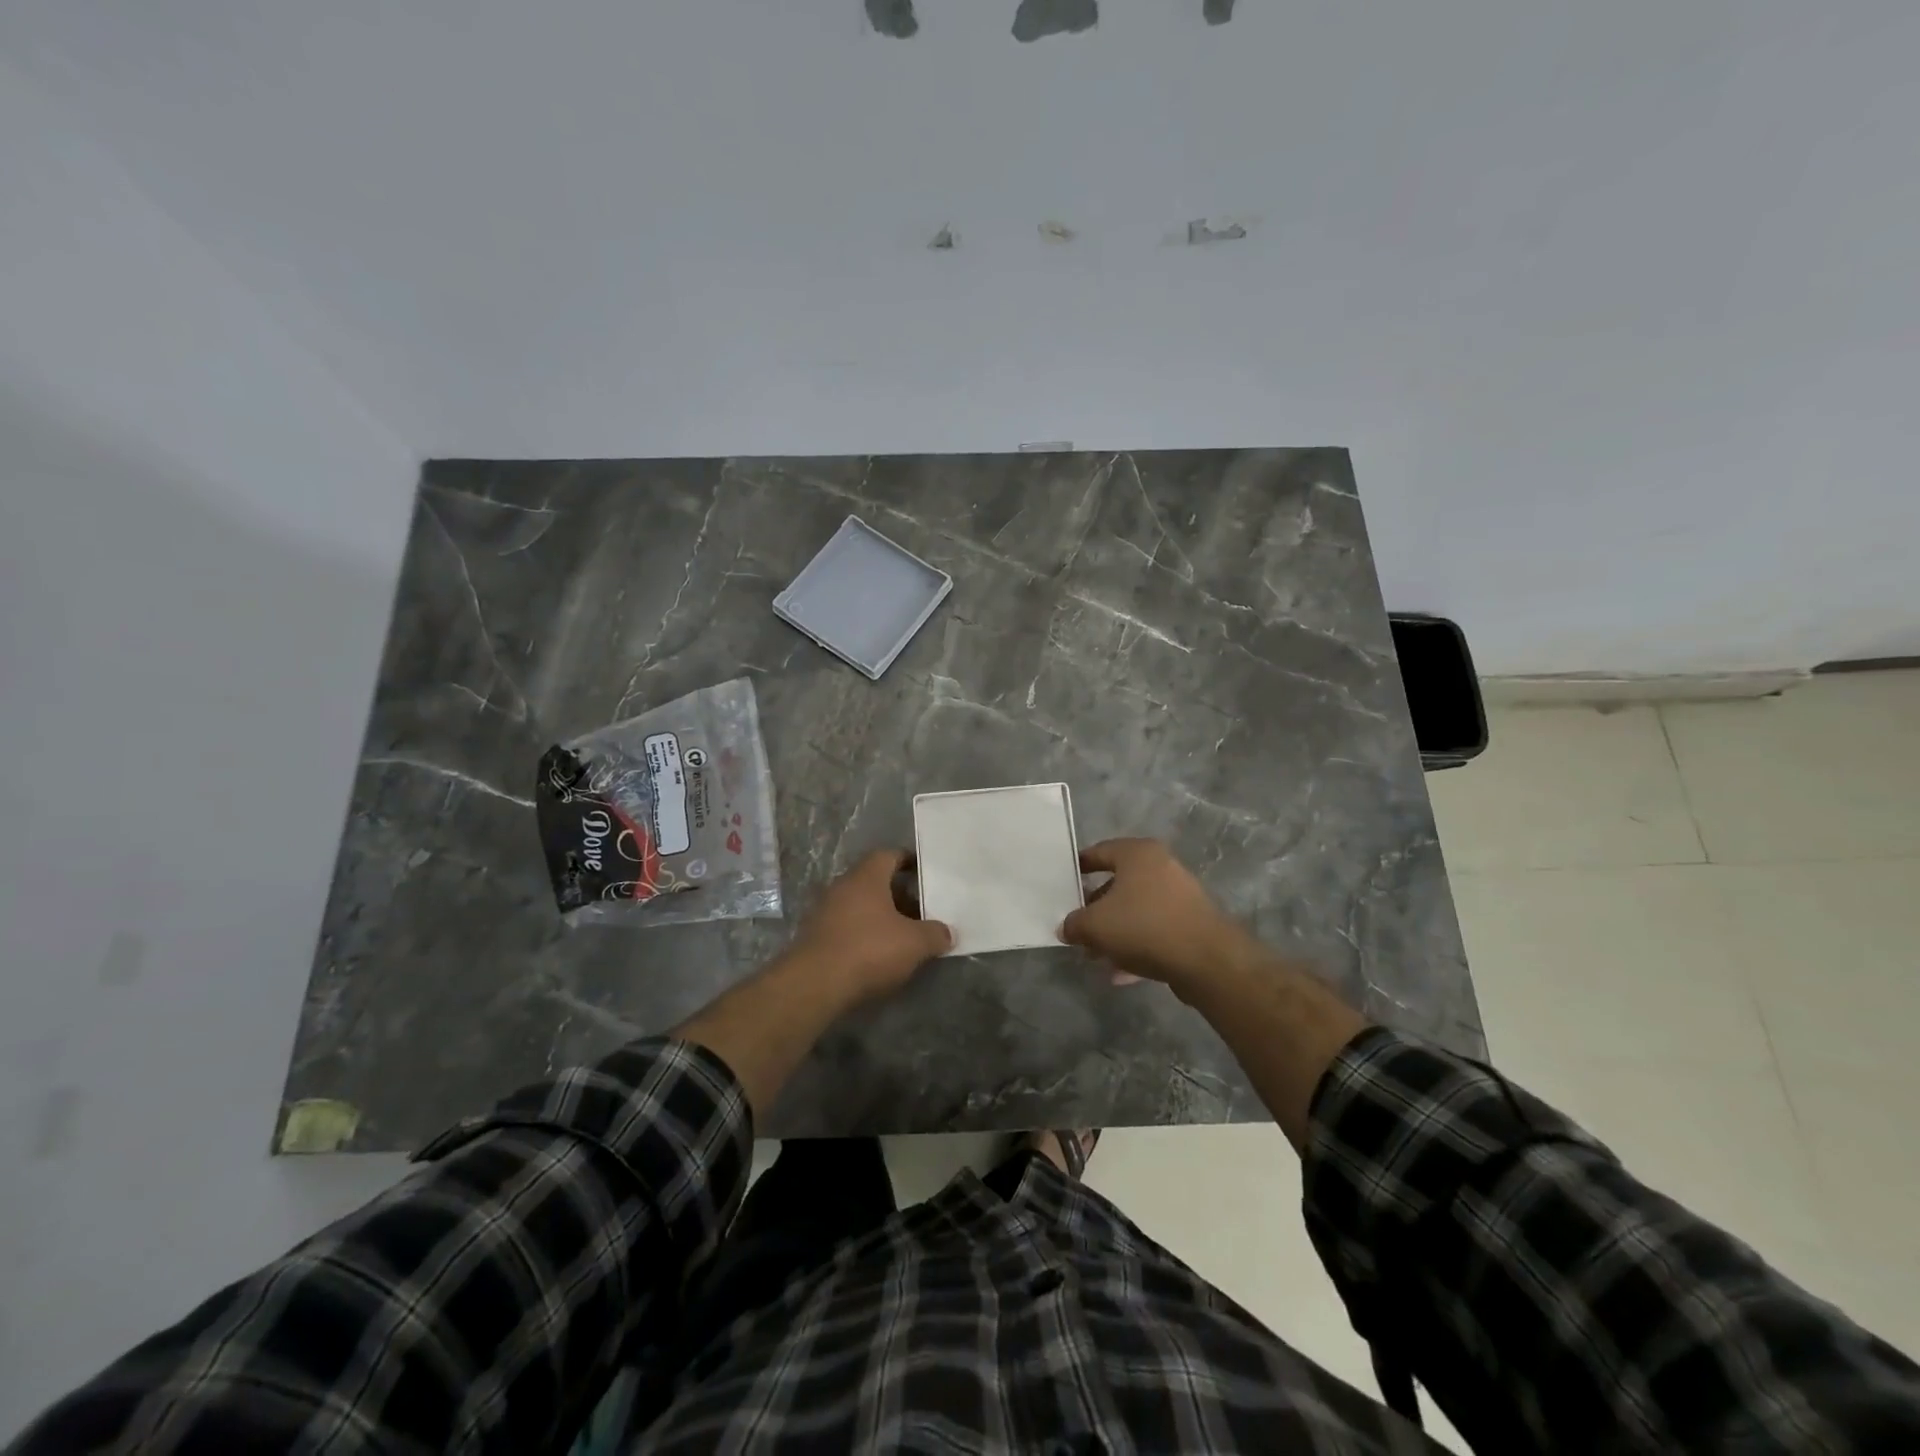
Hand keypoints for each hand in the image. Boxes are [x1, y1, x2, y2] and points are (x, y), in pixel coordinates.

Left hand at [786, 849, 952, 1003]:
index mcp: (866, 877)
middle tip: (921, 910)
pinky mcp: (815, 936)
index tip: (925, 874)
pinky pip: (846, 925)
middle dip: (898, 894)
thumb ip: (935, 934)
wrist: (814, 984)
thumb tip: (947, 933)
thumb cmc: (869, 950)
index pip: (889, 855)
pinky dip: (863, 933)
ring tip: (903, 934)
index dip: (908, 861)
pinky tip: (878, 953)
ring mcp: (824, 911)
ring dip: (880, 916)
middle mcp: (842, 886)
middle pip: (875, 881)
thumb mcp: (914, 943)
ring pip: (860, 905)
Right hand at [1059, 838, 1249, 995]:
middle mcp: (1162, 866)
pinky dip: (1137, 946)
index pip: (1100, 851)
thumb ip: (1074, 924)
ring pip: (1137, 910)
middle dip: (1096, 908)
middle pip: (1119, 884)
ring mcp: (1181, 895)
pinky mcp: (1192, 923)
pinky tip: (1120, 974)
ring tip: (1096, 956)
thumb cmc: (1143, 926)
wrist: (1206, 960)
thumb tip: (1065, 928)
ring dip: (1116, 932)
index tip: (1064, 883)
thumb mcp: (1095, 925)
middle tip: (1078, 926)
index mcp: (1138, 853)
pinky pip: (1155, 930)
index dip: (1079, 867)